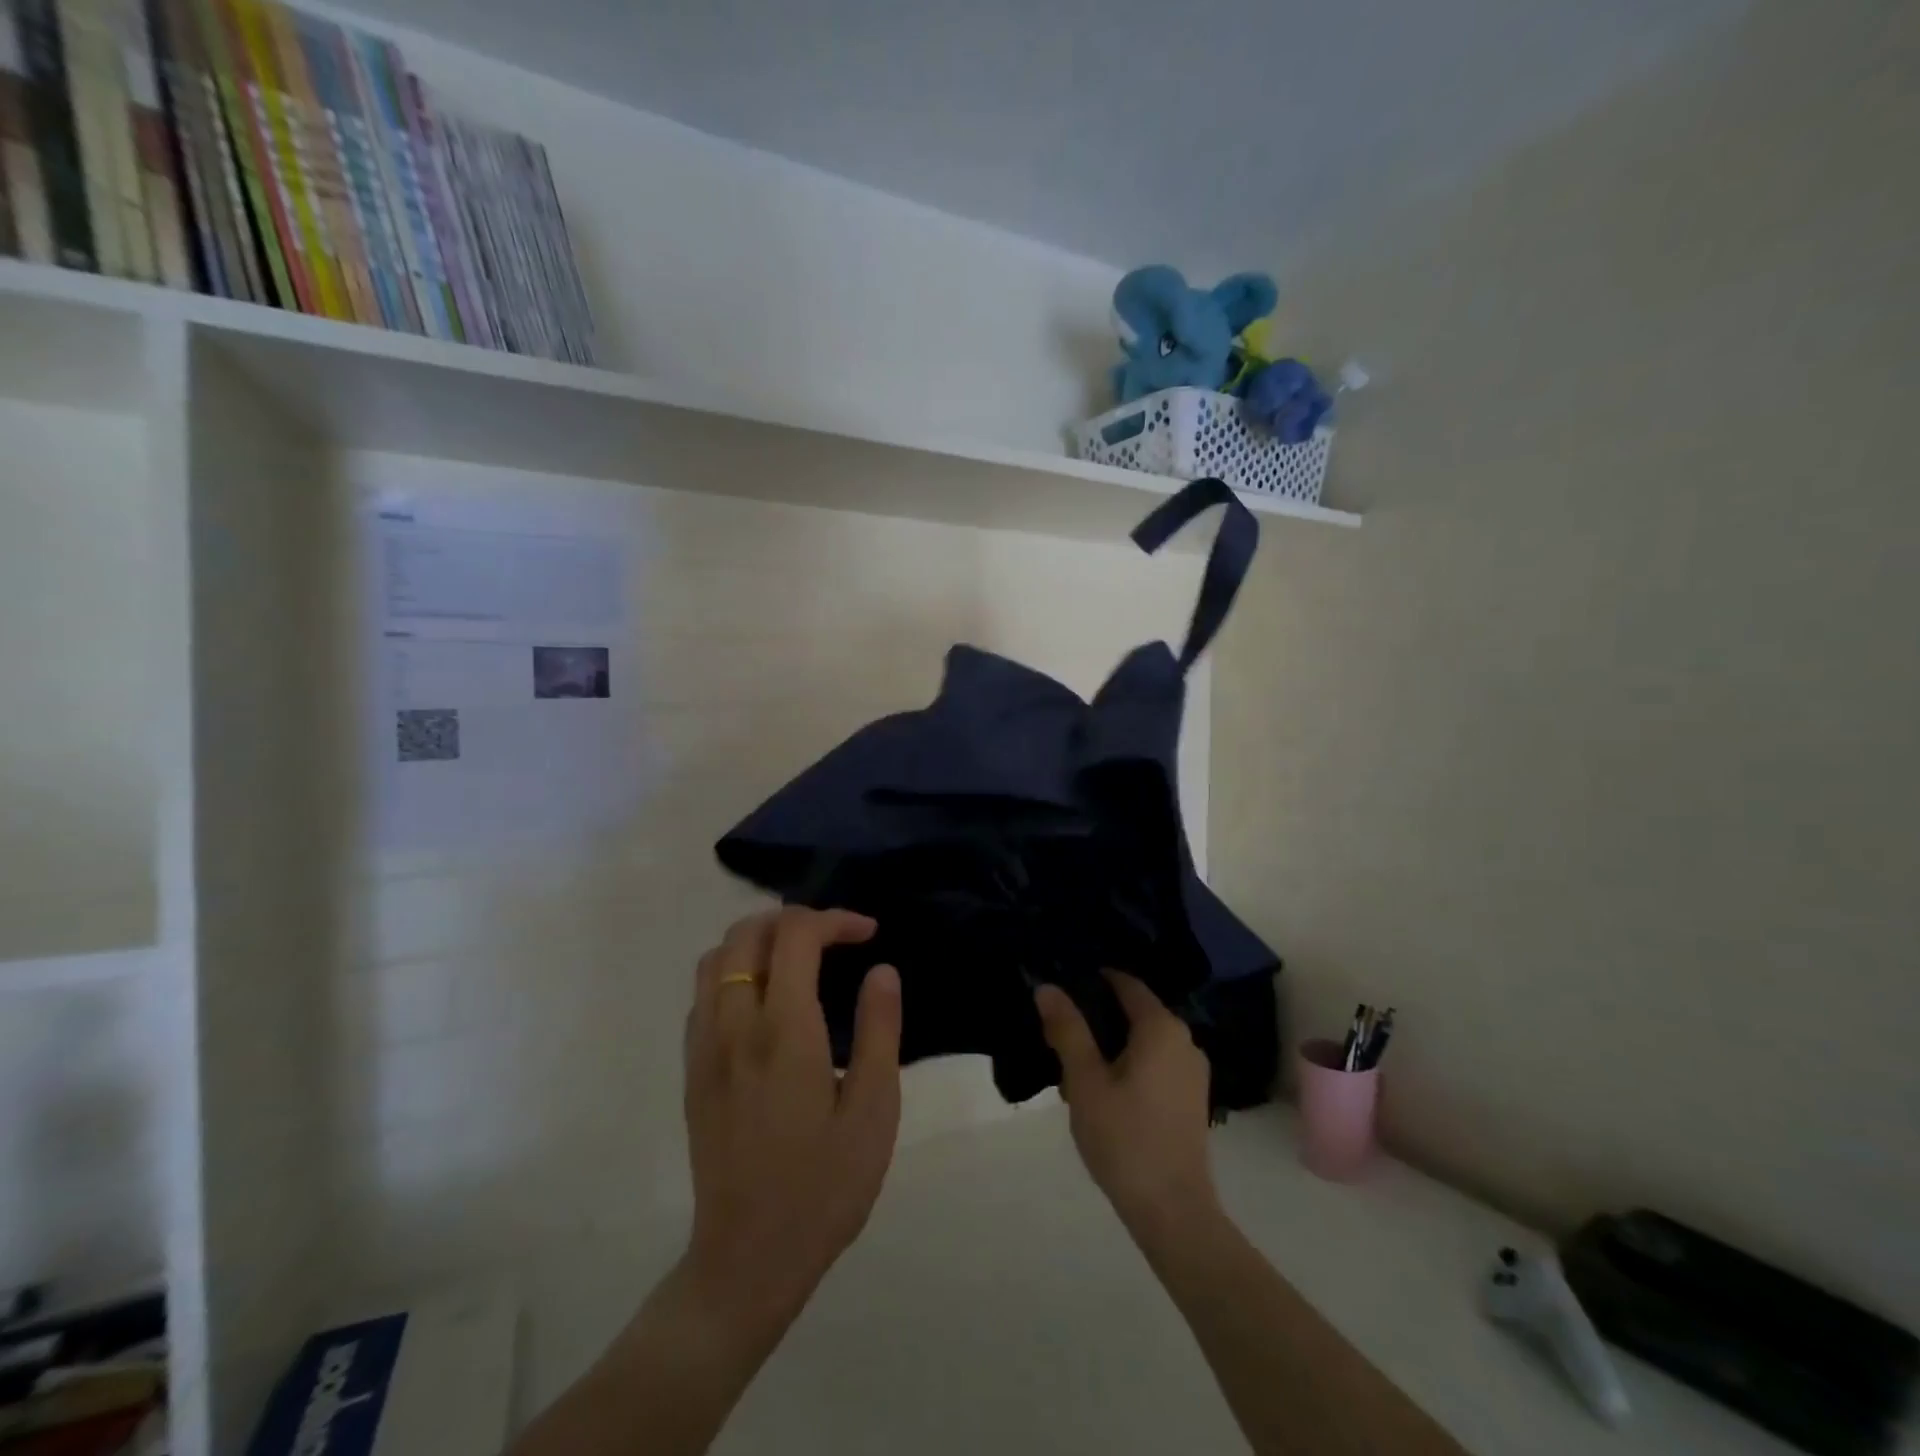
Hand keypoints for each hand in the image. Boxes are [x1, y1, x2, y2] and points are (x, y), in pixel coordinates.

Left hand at [680, 908, 902, 1334]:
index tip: (868, 933)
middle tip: (835, 939)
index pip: (795, 936)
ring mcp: (704, 1048)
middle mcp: (734, 1027)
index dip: (834, 920)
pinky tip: (766, 1000)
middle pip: (746, 933)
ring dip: (758, 939)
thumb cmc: (823, 1188)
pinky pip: (703, 993)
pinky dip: (734, 970)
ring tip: (800, 959)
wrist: (747, 1262)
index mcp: (784, 1033)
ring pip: (715, 957)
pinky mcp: (692, 1071)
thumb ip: (879, 1032)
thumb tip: (881, 970)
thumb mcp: (873, 1113)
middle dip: (794, 919)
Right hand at [1036, 971, 1218, 1235]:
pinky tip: (1104, 1088)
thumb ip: (1067, 1030)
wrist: (1173, 1211)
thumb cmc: (1125, 1138)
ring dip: (1112, 1044)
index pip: (1126, 984)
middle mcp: (1184, 1040)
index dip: (1094, 979)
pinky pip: (1156, 1063)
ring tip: (1074, 1061)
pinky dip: (1130, 1063)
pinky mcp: (1192, 1098)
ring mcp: (1193, 1071)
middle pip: (1136, 1011)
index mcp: (1161, 1028)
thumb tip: (1047, 987)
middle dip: (1098, 1015)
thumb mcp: (1085, 1081)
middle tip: (1059, 1027)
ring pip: (1145, 1040)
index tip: (1063, 983)